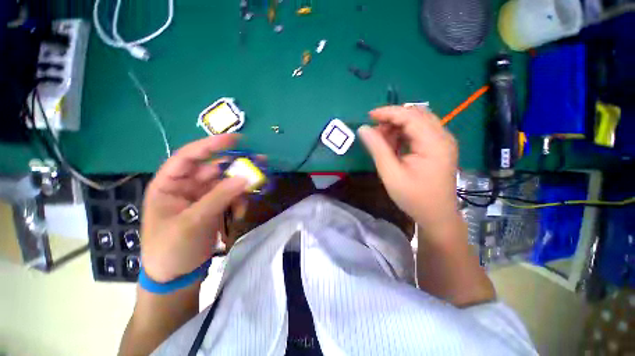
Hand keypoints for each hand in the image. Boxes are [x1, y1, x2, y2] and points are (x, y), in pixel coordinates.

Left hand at [141, 135, 247, 282]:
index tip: (235, 139)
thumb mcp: (194, 221)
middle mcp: (186, 186)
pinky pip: (231, 196)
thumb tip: (246, 177)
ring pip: (226, 183)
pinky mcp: (214, 207)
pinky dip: (240, 201)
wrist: (177, 276)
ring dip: (241, 186)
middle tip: (259, 162)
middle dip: (236, 166)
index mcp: (169, 185)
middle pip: (214, 168)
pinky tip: (242, 212)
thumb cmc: (172, 248)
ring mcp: (202, 197)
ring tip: (256, 189)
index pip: (189, 157)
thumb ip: (220, 197)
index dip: (211, 145)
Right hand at [358, 106, 459, 236]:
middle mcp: (443, 136)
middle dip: (393, 118)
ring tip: (382, 139)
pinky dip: (405, 134)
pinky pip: (421, 132)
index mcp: (434, 142)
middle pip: (416, 114)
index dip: (388, 112)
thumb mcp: (391, 173)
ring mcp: (443, 142)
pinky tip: (394, 145)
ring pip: (418, 122)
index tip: (369, 116)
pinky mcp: (440, 148)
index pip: (410, 116)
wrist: (436, 215)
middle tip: (375, 131)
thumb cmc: (414, 197)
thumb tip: (363, 129)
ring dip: (398, 126)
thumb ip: (377, 148)